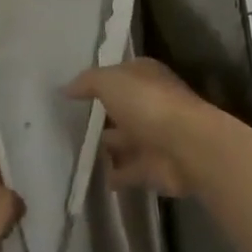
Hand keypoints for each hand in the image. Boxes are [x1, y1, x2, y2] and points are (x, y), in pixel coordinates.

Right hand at [66, 57, 223, 196]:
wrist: (186, 147)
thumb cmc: (147, 103)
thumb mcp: (110, 81)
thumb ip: (87, 82)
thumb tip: (66, 88)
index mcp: (145, 75)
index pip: (119, 74)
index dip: (98, 81)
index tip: (73, 92)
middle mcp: (151, 103)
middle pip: (122, 108)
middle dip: (101, 115)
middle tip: (66, 124)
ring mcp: (154, 137)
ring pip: (124, 140)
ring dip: (106, 146)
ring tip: (72, 152)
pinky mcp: (154, 168)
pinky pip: (127, 171)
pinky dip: (113, 175)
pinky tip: (90, 178)